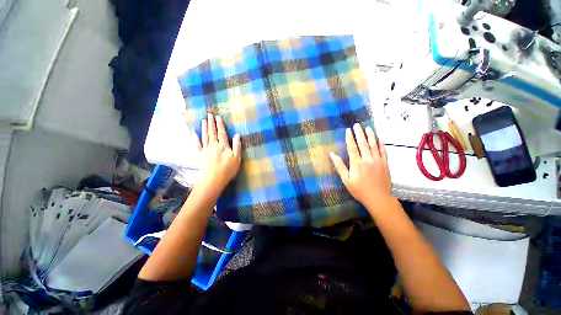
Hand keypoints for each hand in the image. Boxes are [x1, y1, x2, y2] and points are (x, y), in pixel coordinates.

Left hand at [193, 113, 241, 194]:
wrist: (213, 180)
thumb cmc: (228, 170)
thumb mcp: (237, 158)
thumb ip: (237, 146)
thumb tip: (237, 135)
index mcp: (223, 146)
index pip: (222, 133)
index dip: (220, 125)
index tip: (218, 117)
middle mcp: (213, 145)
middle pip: (212, 132)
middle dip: (211, 123)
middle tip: (209, 114)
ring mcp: (206, 150)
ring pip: (205, 136)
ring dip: (204, 127)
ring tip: (204, 120)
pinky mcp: (201, 155)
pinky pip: (197, 145)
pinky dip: (195, 139)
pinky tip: (193, 133)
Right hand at [329, 123, 392, 212]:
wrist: (378, 198)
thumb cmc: (359, 190)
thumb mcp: (346, 179)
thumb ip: (339, 165)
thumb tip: (331, 154)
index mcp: (357, 163)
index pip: (352, 147)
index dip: (349, 138)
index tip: (348, 130)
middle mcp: (368, 159)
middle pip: (363, 143)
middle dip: (359, 133)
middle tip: (357, 125)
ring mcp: (378, 161)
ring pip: (374, 145)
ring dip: (371, 135)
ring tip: (368, 128)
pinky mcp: (385, 164)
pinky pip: (383, 151)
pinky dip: (381, 144)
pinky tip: (380, 138)